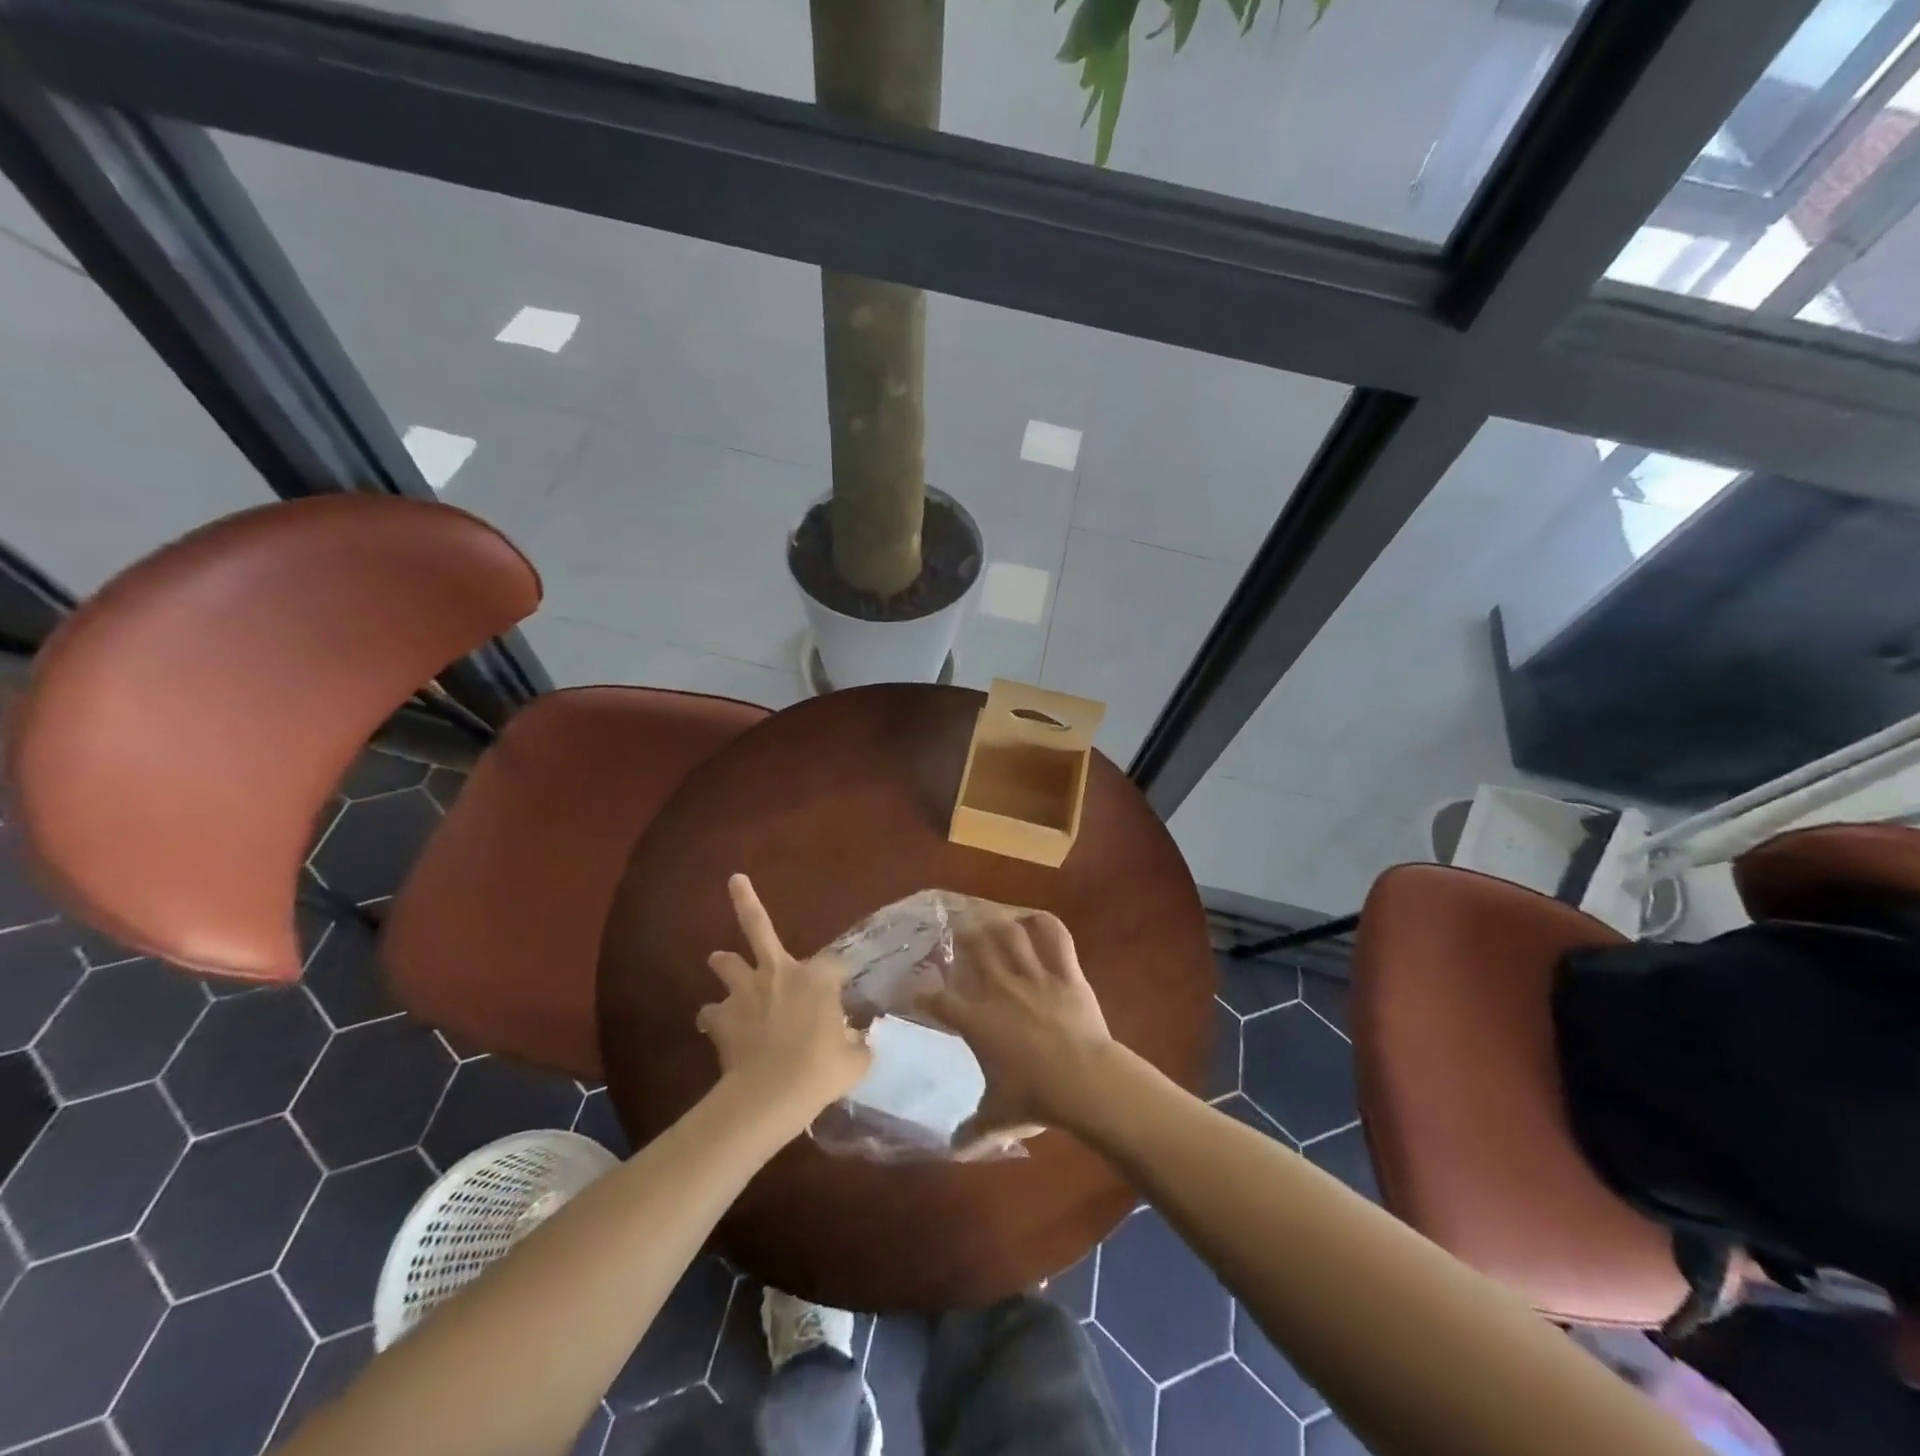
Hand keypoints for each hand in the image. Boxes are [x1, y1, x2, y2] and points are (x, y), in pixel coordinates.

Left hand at [698, 875, 871, 1121]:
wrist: (772, 1093)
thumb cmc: (822, 1070)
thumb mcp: (855, 1059)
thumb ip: (858, 1044)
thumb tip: (859, 1043)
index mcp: (817, 978)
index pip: (834, 964)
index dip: (839, 975)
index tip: (844, 989)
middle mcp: (778, 973)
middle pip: (758, 927)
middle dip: (745, 900)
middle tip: (734, 879)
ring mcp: (745, 993)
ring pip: (725, 962)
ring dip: (725, 963)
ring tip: (722, 962)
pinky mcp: (720, 1018)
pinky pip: (710, 1012)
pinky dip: (714, 1017)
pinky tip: (717, 1027)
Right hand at [921, 911, 1113, 1134]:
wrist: (1085, 1083)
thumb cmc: (1036, 1099)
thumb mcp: (999, 1119)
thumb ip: (973, 1132)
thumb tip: (954, 1149)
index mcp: (977, 1021)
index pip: (937, 1001)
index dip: (920, 994)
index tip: (913, 992)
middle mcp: (999, 989)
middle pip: (974, 948)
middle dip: (962, 937)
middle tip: (958, 933)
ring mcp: (1034, 976)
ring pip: (1010, 934)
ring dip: (998, 924)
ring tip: (990, 920)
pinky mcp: (1066, 972)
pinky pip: (1056, 936)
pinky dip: (1046, 922)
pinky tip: (1035, 918)